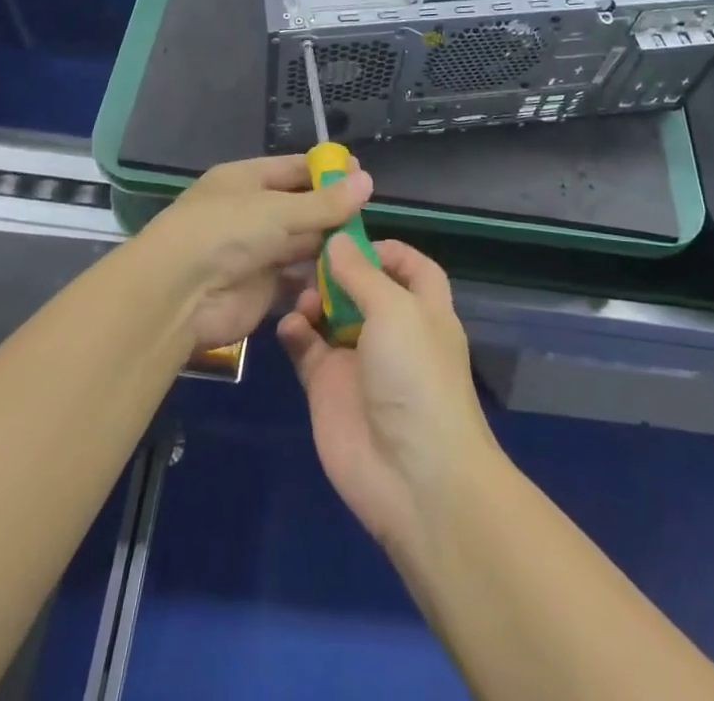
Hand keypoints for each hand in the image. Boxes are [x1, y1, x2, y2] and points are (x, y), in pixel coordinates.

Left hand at [138, 154, 373, 349]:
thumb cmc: (226, 231)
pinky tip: (347, 276)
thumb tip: (368, 181)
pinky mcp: (261, 289)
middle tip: (370, 216)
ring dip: (328, 246)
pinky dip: (318, 278)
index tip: (362, 175)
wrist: (179, 294)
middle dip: (332, 211)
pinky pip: (297, 278)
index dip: (327, 171)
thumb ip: (325, 203)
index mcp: (246, 180)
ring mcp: (256, 252)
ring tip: (366, 247)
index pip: (294, 169)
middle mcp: (251, 212)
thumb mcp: (278, 210)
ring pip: (301, 243)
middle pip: (300, 207)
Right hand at [278, 237, 497, 549]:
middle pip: (362, 287)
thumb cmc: (417, 377)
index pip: (410, 266)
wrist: (414, 477)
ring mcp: (358, 359)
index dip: (385, 249)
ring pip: (329, 315)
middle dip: (336, 270)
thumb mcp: (396, 311)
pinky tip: (289, 326)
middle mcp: (392, 330)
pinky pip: (306, 349)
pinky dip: (295, 332)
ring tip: (299, 294)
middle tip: (306, 257)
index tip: (349, 236)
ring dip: (312, 298)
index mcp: (424, 309)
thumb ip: (362, 274)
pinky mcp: (328, 388)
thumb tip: (336, 240)